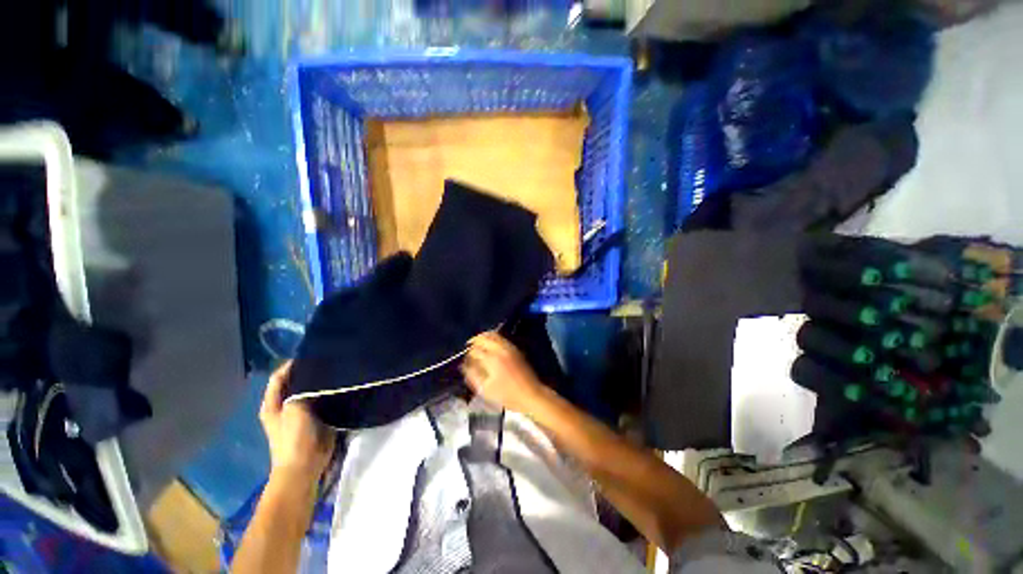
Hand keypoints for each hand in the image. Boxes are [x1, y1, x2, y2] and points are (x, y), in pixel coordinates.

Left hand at [259, 361, 335, 481]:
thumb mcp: (294, 409)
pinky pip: (324, 399)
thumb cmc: (294, 438)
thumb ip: (302, 389)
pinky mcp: (318, 417)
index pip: (280, 376)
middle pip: (297, 382)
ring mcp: (302, 412)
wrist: (306, 466)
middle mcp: (286, 405)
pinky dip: (330, 392)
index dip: (292, 364)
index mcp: (273, 403)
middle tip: (330, 358)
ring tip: (338, 368)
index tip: (312, 352)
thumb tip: (315, 372)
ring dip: (322, 381)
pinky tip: (342, 384)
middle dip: (310, 371)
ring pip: (312, 390)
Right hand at [462, 332, 545, 413]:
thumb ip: (473, 375)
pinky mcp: (515, 349)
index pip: (474, 350)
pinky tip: (490, 344)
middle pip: (484, 338)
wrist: (531, 394)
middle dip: (474, 341)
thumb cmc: (508, 395)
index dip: (468, 354)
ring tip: (478, 343)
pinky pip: (501, 338)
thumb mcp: (486, 389)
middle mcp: (500, 349)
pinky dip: (493, 337)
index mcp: (492, 359)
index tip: (465, 359)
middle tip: (469, 346)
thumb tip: (464, 365)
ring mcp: (509, 347)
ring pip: (493, 335)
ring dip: (484, 337)